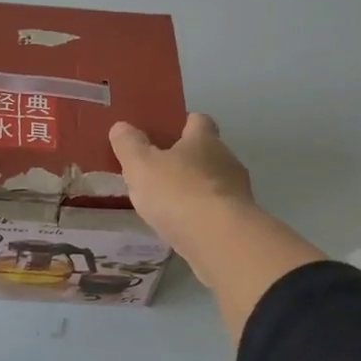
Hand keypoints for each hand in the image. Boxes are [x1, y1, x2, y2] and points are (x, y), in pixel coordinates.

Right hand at [109, 113, 254, 259]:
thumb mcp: (141, 166)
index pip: (199, 121)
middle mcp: (226, 160)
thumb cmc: (178, 193)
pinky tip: (185, 227)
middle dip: (187, 160)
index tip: (167, 133)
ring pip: (214, 183)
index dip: (184, 124)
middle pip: (208, 152)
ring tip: (170, 204)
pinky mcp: (239, 221)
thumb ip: (129, 145)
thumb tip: (121, 126)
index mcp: (204, 140)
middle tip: (161, 171)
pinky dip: (203, 214)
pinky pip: (217, 210)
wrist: (220, 239)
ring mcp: (237, 192)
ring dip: (196, 189)